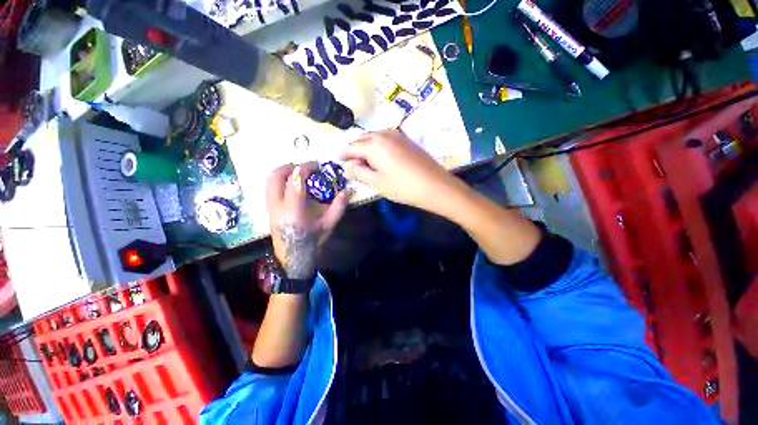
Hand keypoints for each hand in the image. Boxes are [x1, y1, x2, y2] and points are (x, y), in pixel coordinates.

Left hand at [266, 162, 348, 278]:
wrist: (293, 260)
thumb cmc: (312, 243)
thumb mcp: (329, 225)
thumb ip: (338, 207)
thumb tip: (348, 190)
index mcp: (293, 209)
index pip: (295, 179)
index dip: (306, 167)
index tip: (316, 165)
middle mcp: (277, 205)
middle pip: (276, 176)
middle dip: (290, 166)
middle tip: (304, 168)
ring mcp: (270, 208)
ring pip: (269, 181)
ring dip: (282, 173)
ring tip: (297, 175)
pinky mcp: (268, 211)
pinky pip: (269, 189)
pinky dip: (279, 181)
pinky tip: (291, 187)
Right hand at [340, 130, 460, 213]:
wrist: (435, 186)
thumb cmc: (403, 187)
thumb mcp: (377, 182)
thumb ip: (358, 172)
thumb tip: (347, 166)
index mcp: (374, 144)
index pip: (352, 146)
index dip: (344, 153)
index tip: (337, 159)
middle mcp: (385, 135)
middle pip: (363, 140)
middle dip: (355, 150)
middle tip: (351, 163)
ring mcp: (398, 136)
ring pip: (375, 139)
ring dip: (367, 148)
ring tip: (365, 162)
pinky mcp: (407, 141)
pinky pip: (386, 140)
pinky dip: (378, 147)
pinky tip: (380, 158)